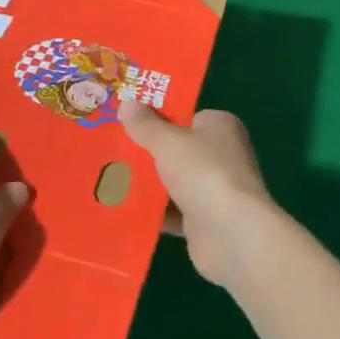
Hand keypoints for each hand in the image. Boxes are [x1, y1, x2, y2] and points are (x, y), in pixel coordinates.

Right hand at [118, 101, 278, 287]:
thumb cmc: (204, 173)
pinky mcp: (204, 221)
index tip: (126, 119)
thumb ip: (146, 125)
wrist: (232, 235)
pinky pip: (171, 211)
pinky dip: (152, 211)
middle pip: (176, 149)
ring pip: (172, 181)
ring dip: (146, 183)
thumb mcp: (169, 142)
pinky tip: (122, 209)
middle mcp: (220, 154)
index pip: (184, 115)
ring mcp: (213, 189)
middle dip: (146, 151)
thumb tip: (126, 103)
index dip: (156, 115)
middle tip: (109, 147)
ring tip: (107, 177)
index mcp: (219, 126)